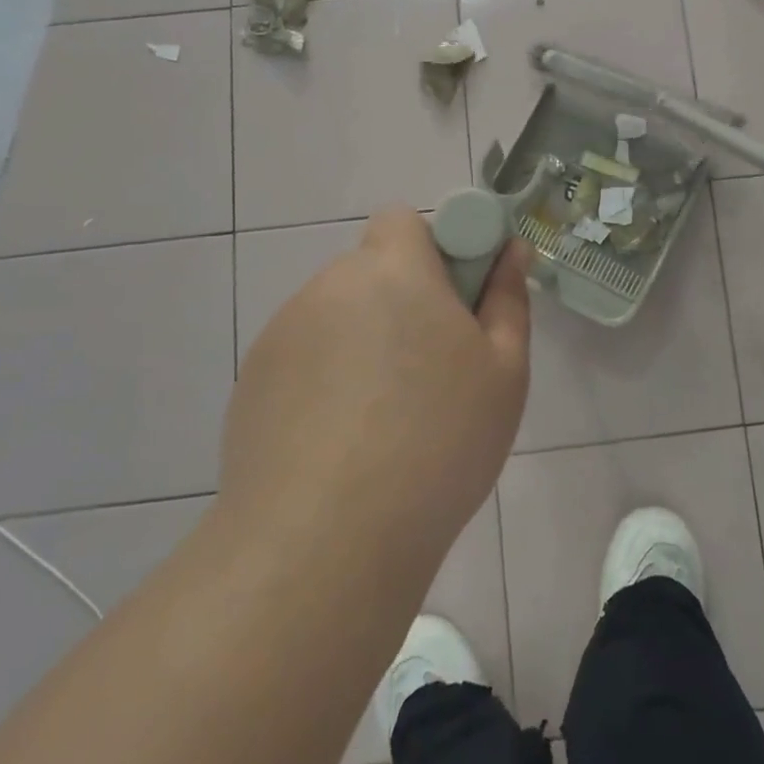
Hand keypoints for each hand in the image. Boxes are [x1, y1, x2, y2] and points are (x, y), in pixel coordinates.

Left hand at [220, 206, 532, 567]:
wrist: (324, 543)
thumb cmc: (438, 443)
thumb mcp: (504, 372)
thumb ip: (508, 299)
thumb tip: (511, 252)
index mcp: (393, 271)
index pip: (404, 220)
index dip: (435, 249)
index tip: (457, 301)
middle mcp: (330, 286)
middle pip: (373, 270)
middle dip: (404, 299)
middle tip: (433, 368)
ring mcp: (283, 334)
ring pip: (340, 315)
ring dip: (365, 340)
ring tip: (385, 418)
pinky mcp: (252, 381)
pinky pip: (305, 357)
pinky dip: (327, 378)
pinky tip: (342, 442)